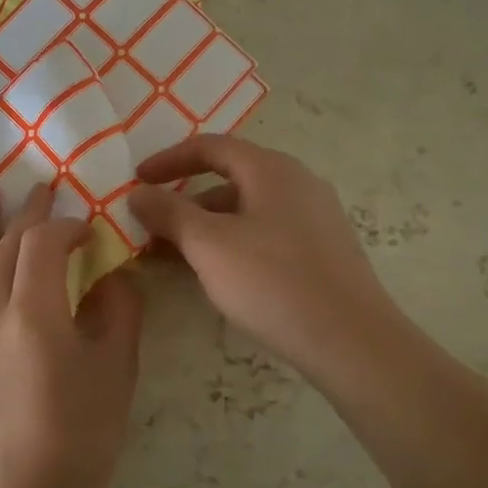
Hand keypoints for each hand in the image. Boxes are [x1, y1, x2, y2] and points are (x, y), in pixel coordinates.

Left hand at [0, 182, 143, 487]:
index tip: (88, 231)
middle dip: (27, 213)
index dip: (66, 228)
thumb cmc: (79, 439)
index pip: (43, 246)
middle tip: (42, 186)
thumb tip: (110, 275)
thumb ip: (117, 312)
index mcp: (33, 316)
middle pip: (6, 246)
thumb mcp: (115, 373)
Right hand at [128, 134, 396, 388]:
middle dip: (184, 202)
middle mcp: (297, 183)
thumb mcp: (208, 244)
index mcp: (271, 169)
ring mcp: (314, 217)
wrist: (351, 341)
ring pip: (246, 211)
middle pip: (228, 179)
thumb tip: (138, 193)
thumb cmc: (272, 282)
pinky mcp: (322, 251)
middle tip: (151, 228)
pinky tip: (216, 276)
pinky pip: (265, 234)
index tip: (136, 181)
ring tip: (174, 259)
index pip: (210, 147)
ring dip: (205, 228)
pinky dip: (231, 244)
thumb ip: (169, 212)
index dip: (168, 160)